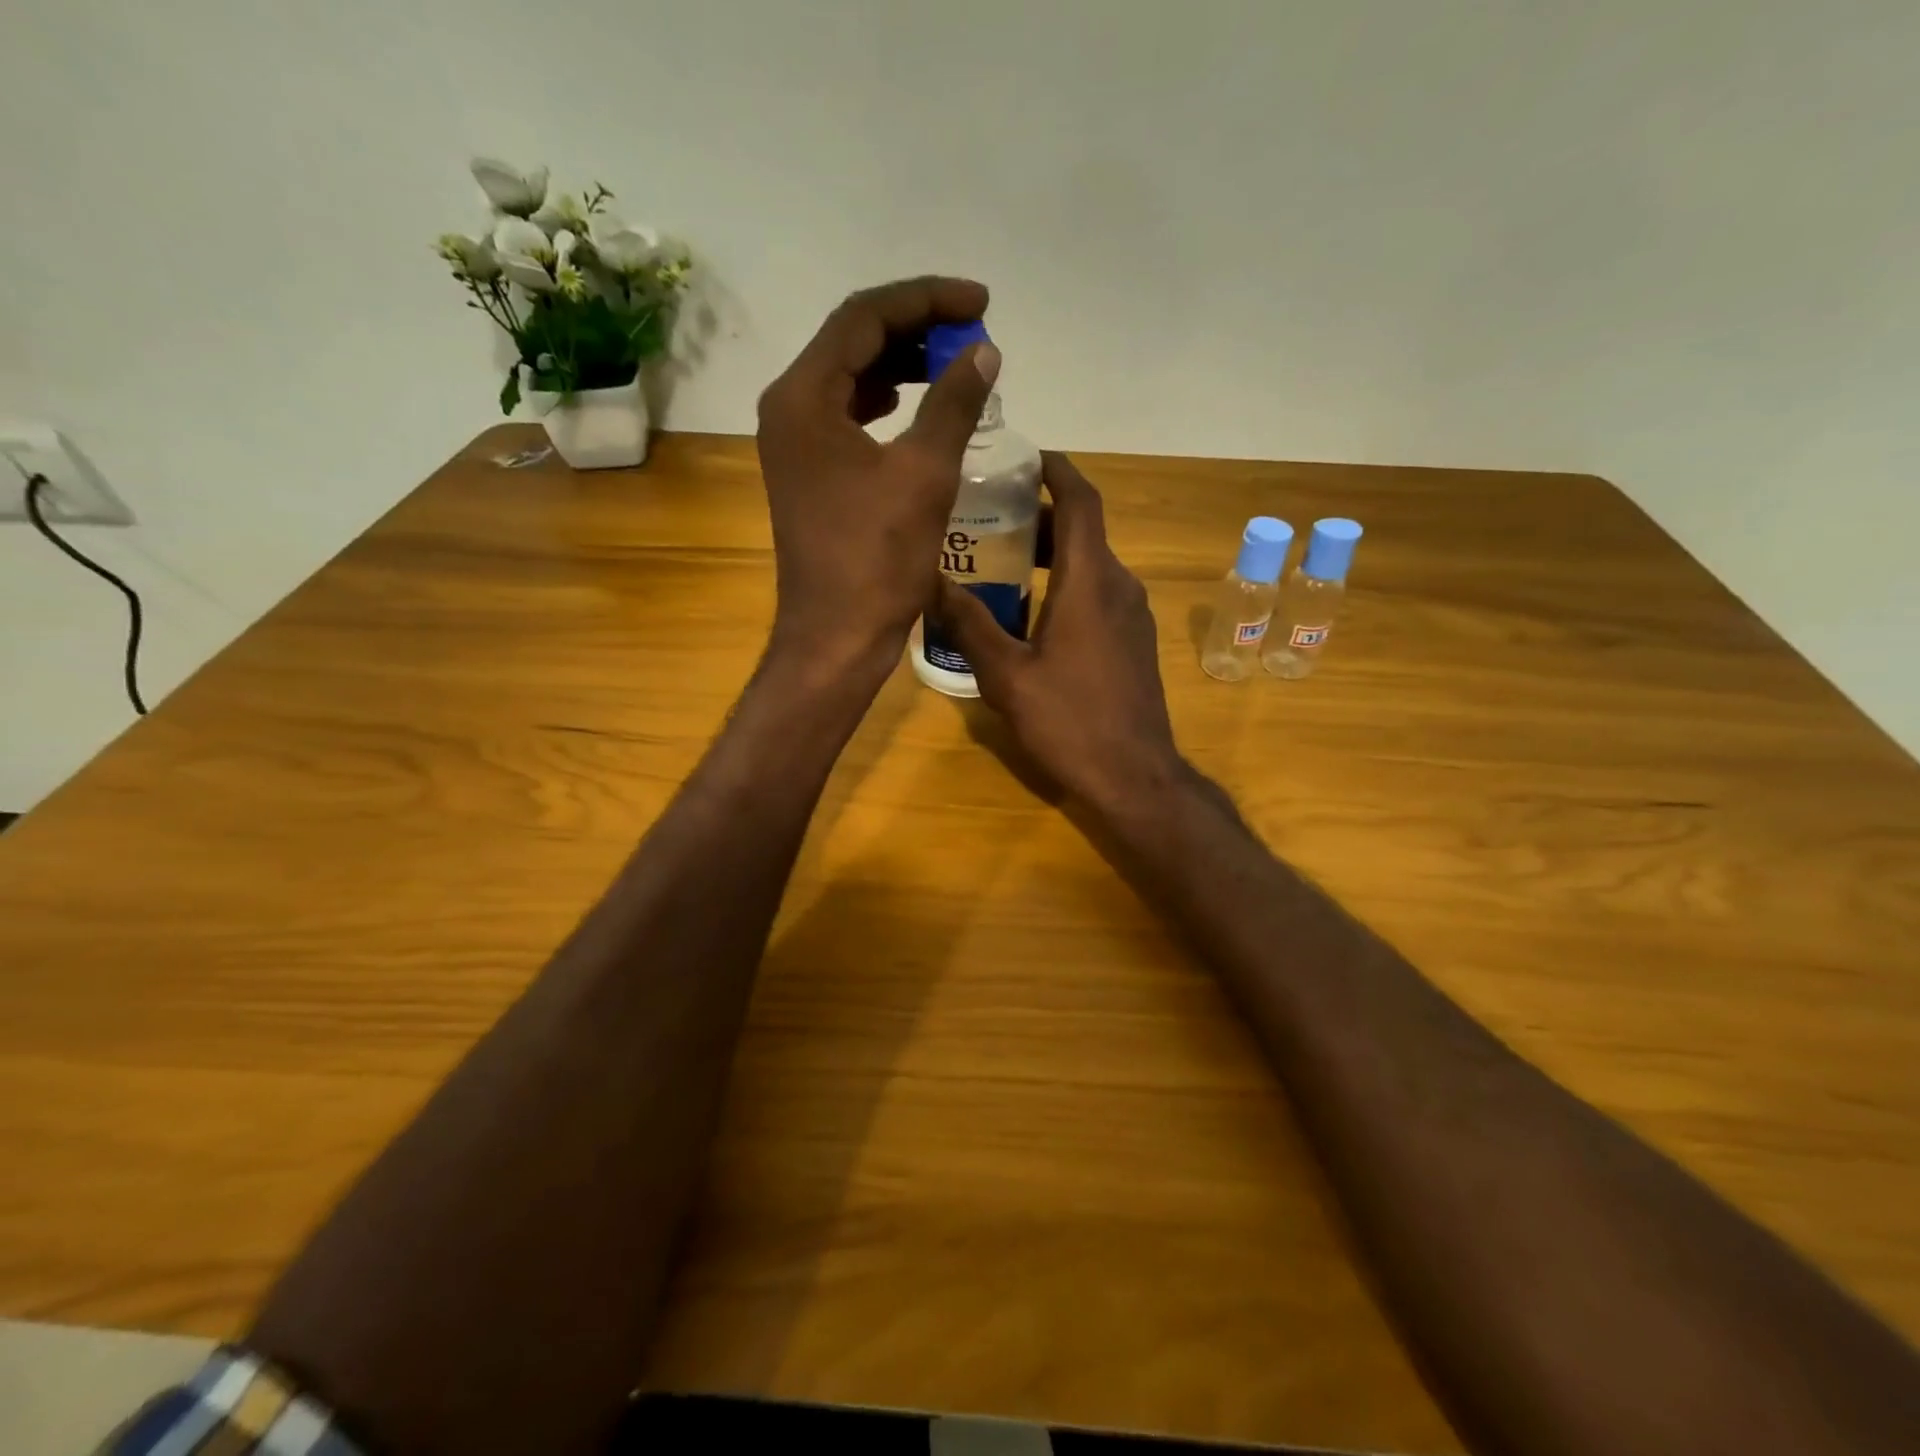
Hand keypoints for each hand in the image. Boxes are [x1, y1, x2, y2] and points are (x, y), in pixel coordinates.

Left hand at [756, 276, 1000, 679]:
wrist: (837, 636)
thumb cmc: (877, 559)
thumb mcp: (924, 474)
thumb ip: (954, 403)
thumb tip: (983, 352)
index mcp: (803, 397)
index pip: (864, 317)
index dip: (927, 300)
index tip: (982, 304)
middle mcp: (788, 410)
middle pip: (852, 341)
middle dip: (916, 329)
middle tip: (973, 335)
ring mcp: (795, 445)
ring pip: (850, 379)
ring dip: (902, 365)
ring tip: (955, 366)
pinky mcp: (809, 474)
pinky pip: (848, 418)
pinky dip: (886, 404)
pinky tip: (918, 408)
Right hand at [935, 453, 1182, 809]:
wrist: (1134, 776)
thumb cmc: (1069, 721)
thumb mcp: (1006, 675)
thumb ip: (970, 624)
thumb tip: (932, 582)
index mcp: (1091, 581)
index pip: (1081, 500)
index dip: (1056, 468)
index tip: (1024, 456)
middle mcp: (1120, 585)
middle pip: (1084, 530)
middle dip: (1041, 516)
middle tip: (991, 517)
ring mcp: (1133, 615)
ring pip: (1092, 563)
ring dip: (1053, 553)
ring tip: (1003, 562)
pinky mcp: (1135, 641)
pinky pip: (1100, 593)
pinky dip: (1068, 584)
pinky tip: (1033, 612)